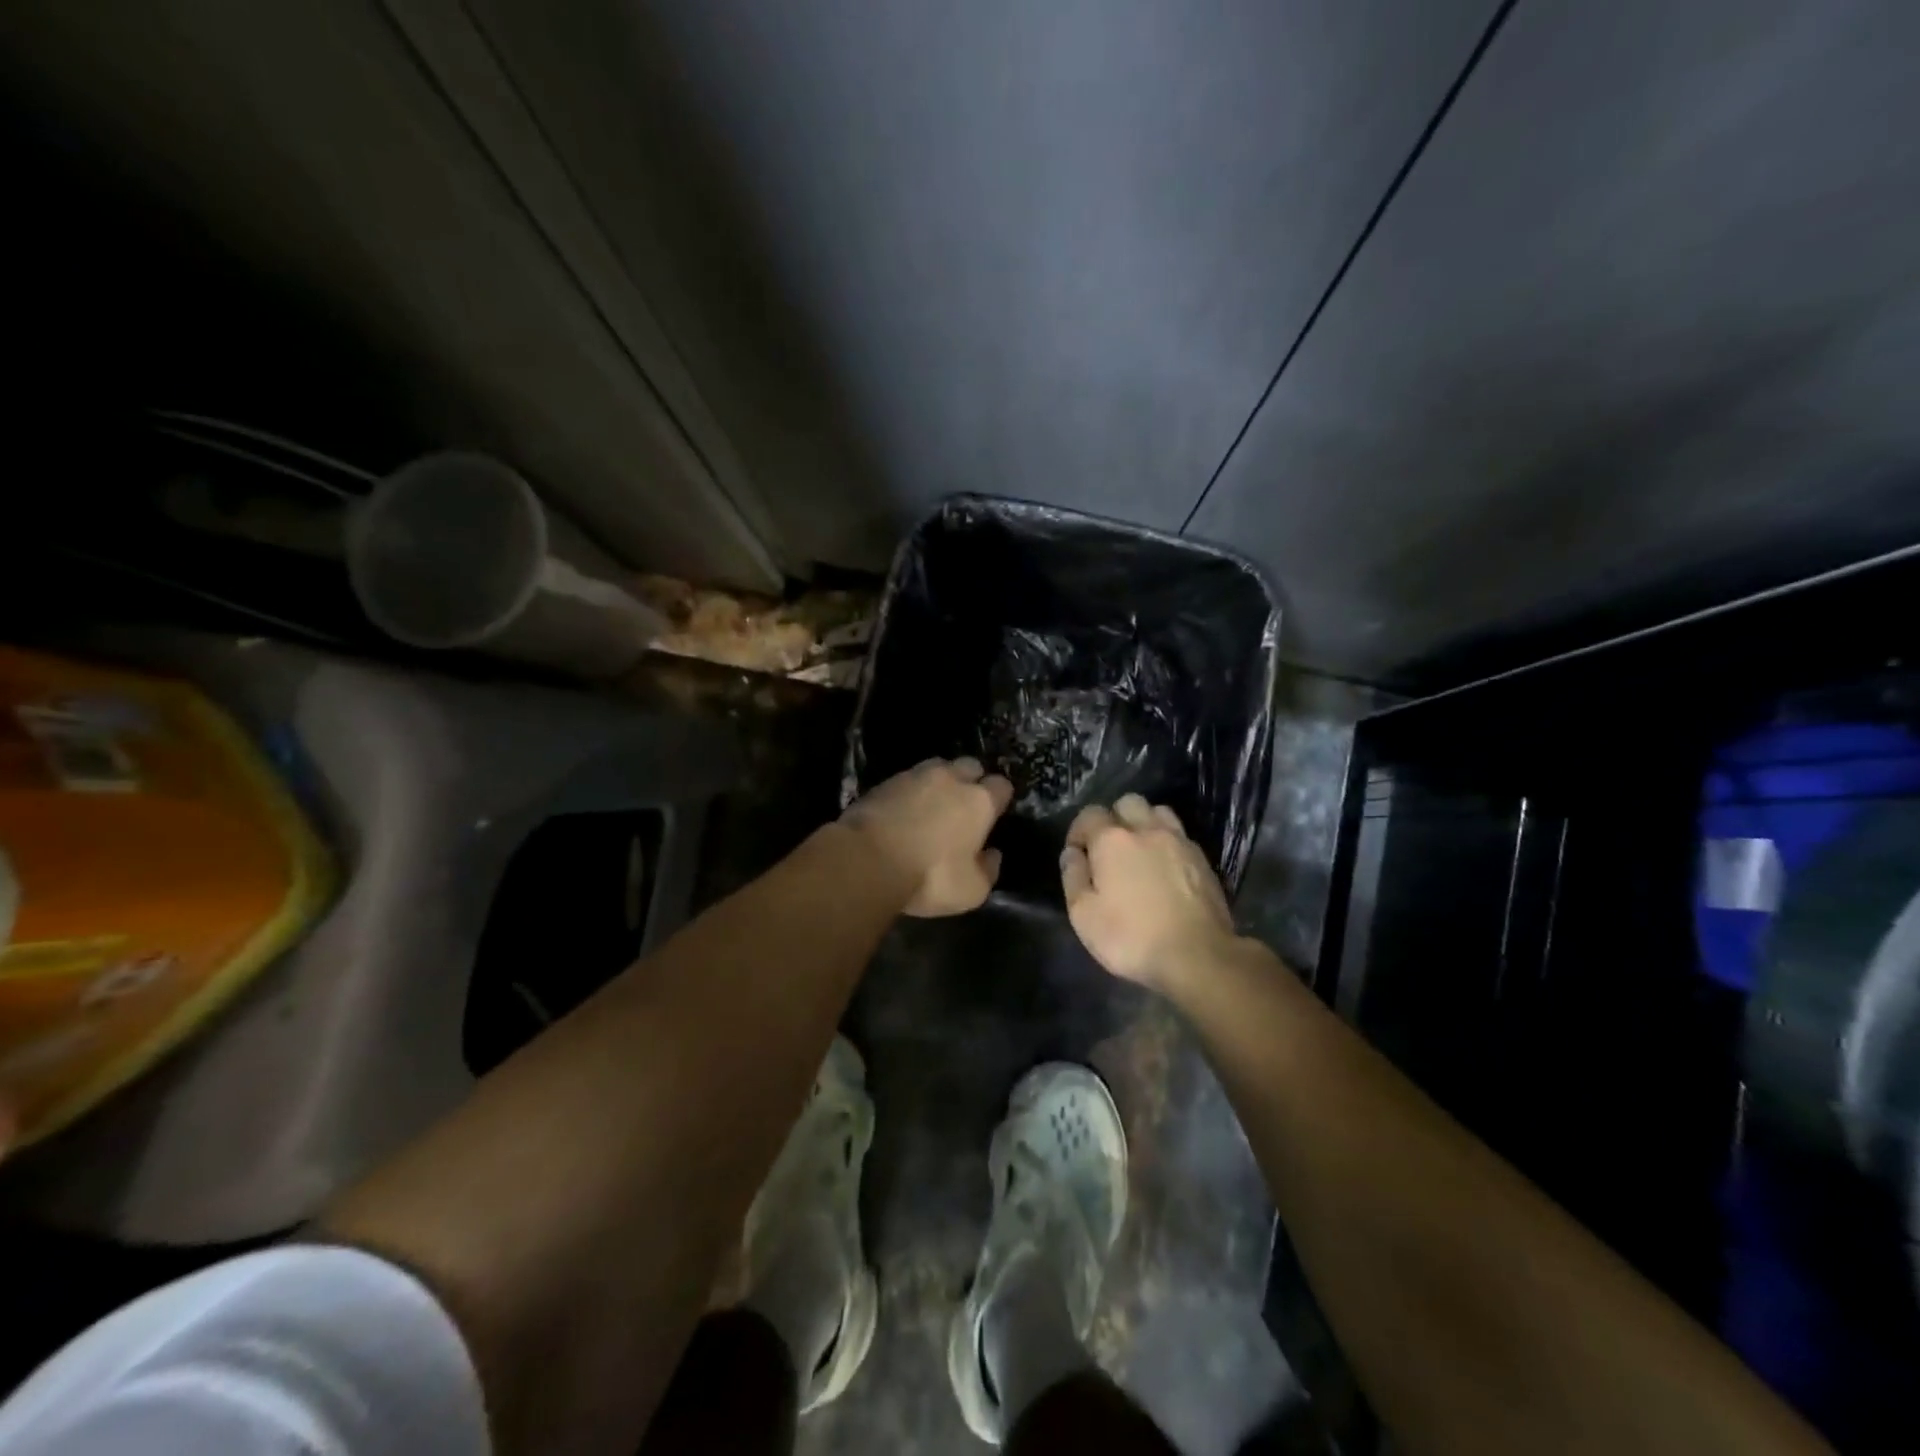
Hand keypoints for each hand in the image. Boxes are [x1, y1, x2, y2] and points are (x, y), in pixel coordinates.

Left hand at [843, 757, 1012, 916]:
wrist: (867, 859)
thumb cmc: (929, 876)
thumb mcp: (970, 890)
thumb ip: (988, 870)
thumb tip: (992, 855)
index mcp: (979, 801)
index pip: (1001, 785)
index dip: (999, 798)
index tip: (994, 813)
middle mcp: (950, 778)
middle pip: (970, 766)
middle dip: (971, 780)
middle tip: (964, 805)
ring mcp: (914, 776)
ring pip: (937, 767)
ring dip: (939, 782)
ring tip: (932, 805)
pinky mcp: (884, 782)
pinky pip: (906, 780)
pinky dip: (909, 792)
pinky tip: (903, 811)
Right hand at [1061, 794, 1236, 990]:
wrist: (1198, 956)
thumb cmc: (1132, 937)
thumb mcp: (1084, 915)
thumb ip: (1073, 877)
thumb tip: (1071, 854)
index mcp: (1112, 840)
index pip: (1089, 814)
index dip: (1078, 831)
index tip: (1078, 855)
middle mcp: (1146, 830)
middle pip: (1127, 803)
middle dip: (1114, 818)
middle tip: (1109, 849)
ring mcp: (1179, 842)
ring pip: (1158, 812)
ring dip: (1144, 824)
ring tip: (1140, 851)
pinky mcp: (1203, 859)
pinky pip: (1180, 836)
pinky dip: (1167, 843)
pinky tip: (1165, 868)